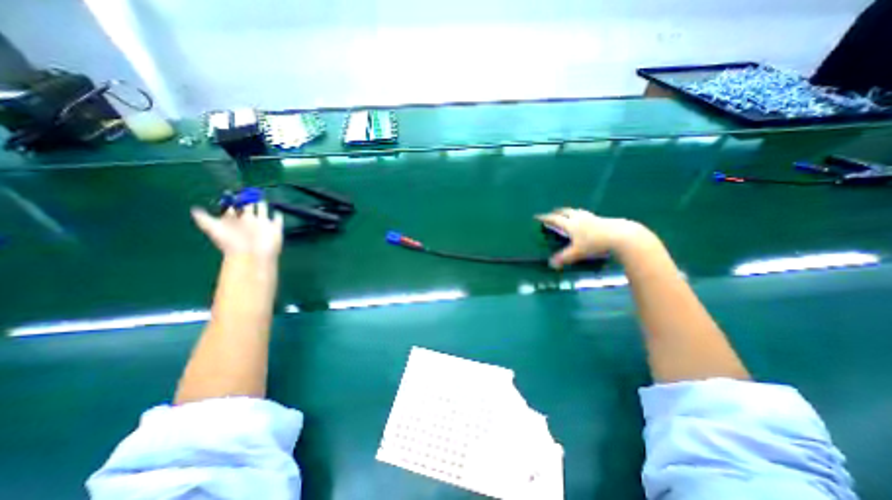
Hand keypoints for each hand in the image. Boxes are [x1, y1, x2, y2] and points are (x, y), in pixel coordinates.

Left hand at [191, 201, 280, 258]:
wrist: (253, 255)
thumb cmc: (233, 244)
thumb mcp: (214, 230)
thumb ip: (204, 219)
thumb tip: (193, 209)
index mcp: (234, 221)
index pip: (232, 209)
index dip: (231, 202)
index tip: (230, 194)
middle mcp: (248, 222)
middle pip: (248, 208)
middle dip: (247, 201)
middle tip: (247, 193)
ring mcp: (262, 224)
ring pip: (263, 211)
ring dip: (262, 205)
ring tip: (261, 199)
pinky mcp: (275, 228)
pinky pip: (278, 220)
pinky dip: (278, 216)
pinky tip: (277, 212)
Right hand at [536, 206, 640, 269]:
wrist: (621, 235)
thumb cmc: (596, 243)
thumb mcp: (577, 252)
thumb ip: (564, 258)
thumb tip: (551, 264)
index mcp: (571, 224)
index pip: (555, 219)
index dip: (545, 218)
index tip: (538, 216)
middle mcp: (579, 218)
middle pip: (566, 212)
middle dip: (558, 212)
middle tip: (553, 213)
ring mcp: (591, 217)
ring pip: (577, 211)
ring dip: (570, 212)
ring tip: (568, 214)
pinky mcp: (601, 219)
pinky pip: (587, 215)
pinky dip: (581, 215)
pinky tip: (586, 220)